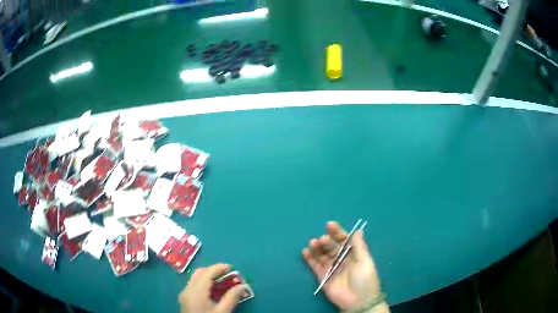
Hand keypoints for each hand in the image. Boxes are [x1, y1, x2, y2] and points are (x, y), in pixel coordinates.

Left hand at [179, 264, 245, 312]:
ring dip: (208, 277)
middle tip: (228, 274)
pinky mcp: (184, 299)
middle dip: (213, 271)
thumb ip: (232, 297)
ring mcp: (184, 294)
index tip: (232, 267)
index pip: (207, 273)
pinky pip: (193, 285)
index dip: (219, 267)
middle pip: (199, 273)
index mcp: (196, 290)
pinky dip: (203, 283)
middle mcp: (187, 289)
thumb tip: (243, 285)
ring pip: (195, 279)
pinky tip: (213, 292)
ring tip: (223, 282)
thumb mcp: (223, 312)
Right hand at [302, 221, 382, 310]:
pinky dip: (309, 258)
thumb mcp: (365, 261)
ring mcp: (331, 268)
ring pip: (322, 254)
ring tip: (313, 242)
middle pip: (332, 246)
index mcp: (353, 254)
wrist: (358, 301)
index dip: (338, 232)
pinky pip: (314, 266)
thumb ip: (359, 246)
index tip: (330, 225)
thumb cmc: (364, 279)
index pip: (344, 240)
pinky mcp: (322, 277)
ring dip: (317, 247)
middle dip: (327, 240)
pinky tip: (305, 252)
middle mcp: (341, 259)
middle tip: (323, 239)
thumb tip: (358, 229)